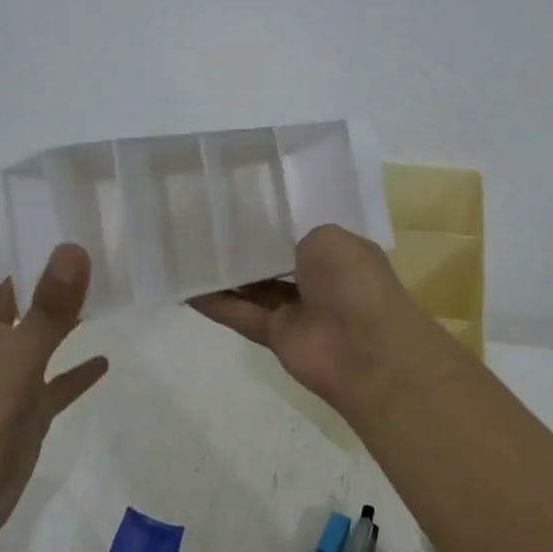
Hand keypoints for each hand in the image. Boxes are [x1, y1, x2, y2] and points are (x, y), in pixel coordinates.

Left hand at [0, 216, 108, 551]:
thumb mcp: (17, 354)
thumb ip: (49, 306)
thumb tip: (73, 248)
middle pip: (2, 300)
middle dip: (24, 274)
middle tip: (61, 243)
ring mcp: (6, 380)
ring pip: (34, 337)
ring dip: (58, 318)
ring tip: (94, 290)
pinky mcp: (26, 411)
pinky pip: (56, 384)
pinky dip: (76, 371)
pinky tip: (103, 361)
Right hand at [189, 224, 448, 422]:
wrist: (366, 350)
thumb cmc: (353, 282)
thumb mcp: (328, 237)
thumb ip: (295, 236)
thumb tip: (274, 247)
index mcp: (337, 251)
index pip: (299, 230)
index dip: (270, 218)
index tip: (236, 201)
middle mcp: (318, 278)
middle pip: (272, 258)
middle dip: (243, 244)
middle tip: (202, 222)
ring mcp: (297, 309)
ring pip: (253, 287)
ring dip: (224, 273)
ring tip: (186, 251)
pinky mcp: (277, 335)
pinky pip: (241, 315)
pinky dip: (215, 304)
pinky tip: (186, 288)